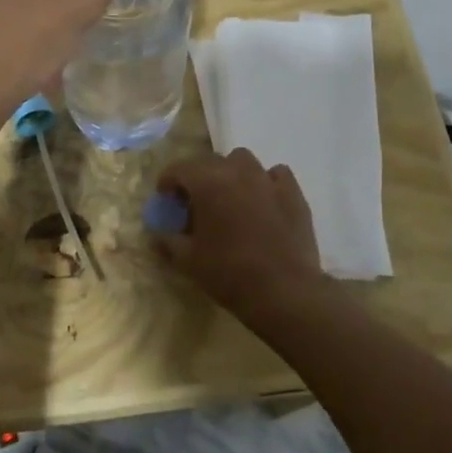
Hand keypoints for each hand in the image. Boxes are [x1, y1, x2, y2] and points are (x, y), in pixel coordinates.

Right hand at [153, 149, 330, 323]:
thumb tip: (158, 233)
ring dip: (231, 173)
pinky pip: (275, 174)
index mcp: (207, 182)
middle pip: (209, 161)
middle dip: (198, 177)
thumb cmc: (229, 274)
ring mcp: (268, 179)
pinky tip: (264, 201)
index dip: (168, 181)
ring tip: (230, 197)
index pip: (179, 168)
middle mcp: (237, 171)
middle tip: (195, 202)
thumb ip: (168, 241)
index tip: (165, 198)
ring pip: (243, 161)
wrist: (284, 291)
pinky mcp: (293, 193)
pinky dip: (265, 182)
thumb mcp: (188, 261)